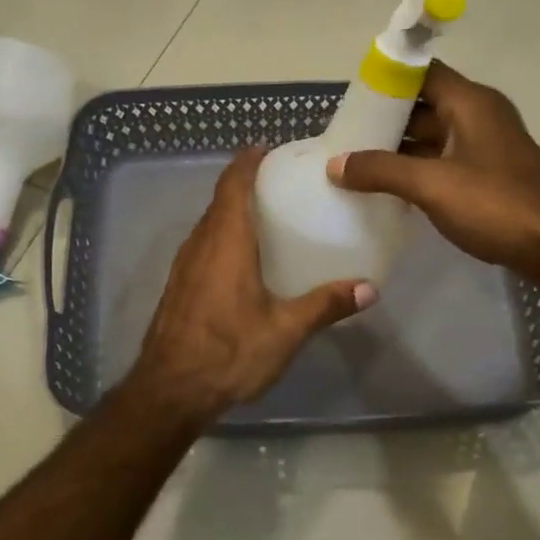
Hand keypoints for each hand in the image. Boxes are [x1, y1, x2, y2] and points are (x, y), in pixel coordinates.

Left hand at [128, 149, 376, 424]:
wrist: (170, 391)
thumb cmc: (229, 352)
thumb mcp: (285, 331)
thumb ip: (325, 305)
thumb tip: (369, 288)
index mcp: (226, 242)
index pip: (232, 185)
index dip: (247, 162)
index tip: (267, 148)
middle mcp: (200, 245)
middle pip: (220, 201)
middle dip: (245, 185)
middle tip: (281, 184)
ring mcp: (184, 266)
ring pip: (209, 225)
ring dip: (232, 212)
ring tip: (267, 217)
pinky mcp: (178, 287)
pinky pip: (202, 247)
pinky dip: (222, 238)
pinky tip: (244, 261)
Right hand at [328, 61, 539, 289]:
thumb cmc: (497, 205)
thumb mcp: (432, 185)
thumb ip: (381, 171)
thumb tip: (336, 164)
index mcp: (468, 103)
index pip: (421, 71)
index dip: (386, 78)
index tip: (351, 97)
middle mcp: (477, 116)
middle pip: (423, 106)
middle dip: (384, 119)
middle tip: (343, 136)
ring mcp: (484, 148)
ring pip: (431, 138)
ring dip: (397, 150)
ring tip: (354, 164)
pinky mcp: (487, 177)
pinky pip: (442, 164)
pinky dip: (415, 171)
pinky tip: (386, 190)